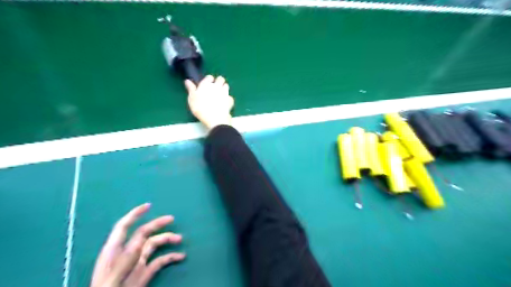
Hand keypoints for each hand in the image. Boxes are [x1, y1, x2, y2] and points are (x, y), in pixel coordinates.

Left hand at [90, 204, 185, 286]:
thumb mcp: (111, 280)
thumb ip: (124, 261)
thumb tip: (139, 243)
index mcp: (114, 252)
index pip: (123, 227)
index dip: (135, 214)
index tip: (148, 206)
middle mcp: (127, 253)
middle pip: (143, 232)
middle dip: (157, 224)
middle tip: (171, 219)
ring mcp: (137, 263)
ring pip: (154, 244)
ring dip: (167, 239)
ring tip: (180, 239)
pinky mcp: (144, 273)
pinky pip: (160, 261)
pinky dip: (171, 257)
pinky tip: (181, 256)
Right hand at [185, 75, 234, 129]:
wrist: (215, 118)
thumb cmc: (200, 108)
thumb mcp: (192, 99)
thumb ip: (191, 89)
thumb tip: (187, 81)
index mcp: (206, 84)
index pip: (209, 77)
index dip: (209, 80)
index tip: (207, 84)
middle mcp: (217, 86)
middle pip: (221, 79)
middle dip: (219, 81)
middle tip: (215, 87)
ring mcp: (225, 93)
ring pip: (226, 86)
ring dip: (224, 88)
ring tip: (220, 94)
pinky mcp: (230, 100)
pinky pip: (230, 97)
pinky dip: (228, 99)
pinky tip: (225, 103)